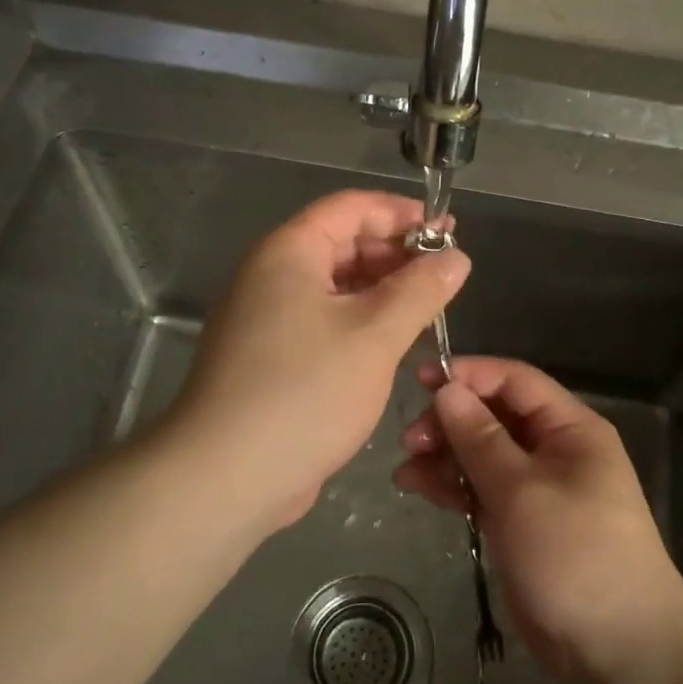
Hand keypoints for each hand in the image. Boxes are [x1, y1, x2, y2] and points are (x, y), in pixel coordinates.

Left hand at [164, 190, 468, 534]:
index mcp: (289, 252)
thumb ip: (420, 290)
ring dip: (381, 290)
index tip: (448, 232)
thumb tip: (456, 257)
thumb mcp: (375, 335)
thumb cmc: (305, 391)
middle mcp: (272, 276)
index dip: (402, 213)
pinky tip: (393, 342)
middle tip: (446, 274)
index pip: (351, 207)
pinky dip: (360, 322)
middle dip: (395, 253)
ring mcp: (267, 319)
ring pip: (334, 287)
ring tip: (429, 307)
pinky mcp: (271, 358)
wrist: (226, 476)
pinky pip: (323, 321)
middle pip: (341, 244)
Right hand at [394, 357, 682, 683]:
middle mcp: (555, 450)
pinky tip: (418, 489)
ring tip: (405, 471)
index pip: (515, 381)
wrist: (620, 651)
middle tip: (410, 441)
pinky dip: (452, 487)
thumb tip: (447, 390)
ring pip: (482, 455)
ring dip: (444, 456)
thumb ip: (480, 438)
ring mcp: (537, 489)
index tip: (421, 380)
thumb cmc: (576, 555)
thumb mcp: (522, 491)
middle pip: (494, 417)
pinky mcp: (521, 523)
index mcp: (570, 429)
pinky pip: (481, 490)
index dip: (469, 375)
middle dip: (450, 422)